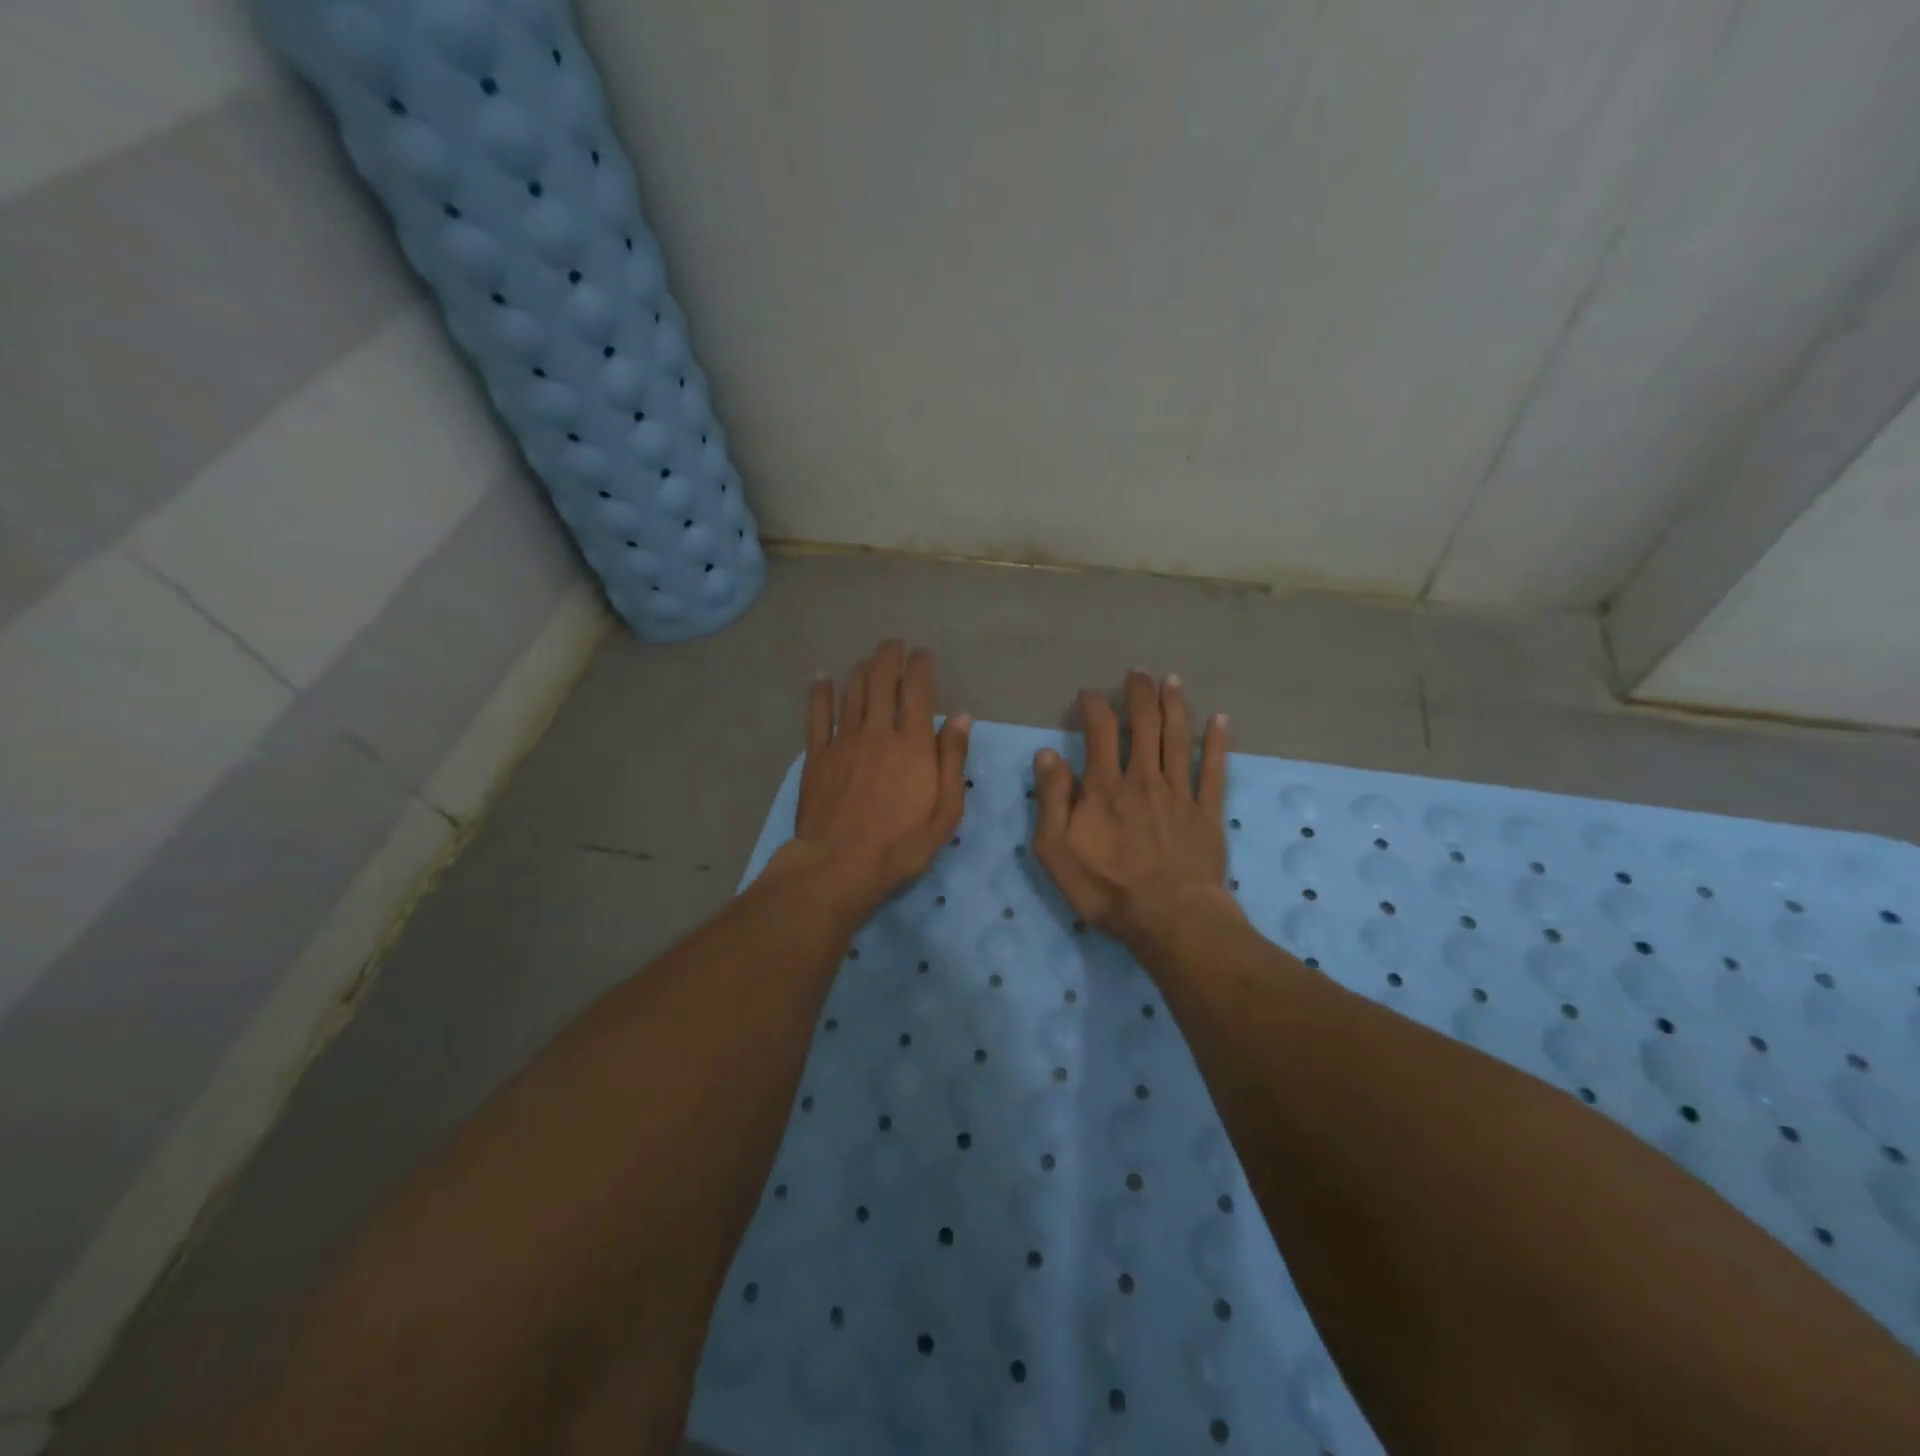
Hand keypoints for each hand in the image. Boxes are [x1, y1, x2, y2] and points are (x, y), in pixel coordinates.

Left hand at [773, 640, 970, 906]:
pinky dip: (819, 693)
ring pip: (852, 692)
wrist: (839, 866)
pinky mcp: (816, 756)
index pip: (919, 691)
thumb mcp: (945, 811)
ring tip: (868, 659)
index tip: (924, 655)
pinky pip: (817, 716)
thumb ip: (953, 760)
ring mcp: (843, 742)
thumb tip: (962, 716)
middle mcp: (878, 732)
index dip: (922, 666)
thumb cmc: (901, 845)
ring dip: (861, 669)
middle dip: (889, 657)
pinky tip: (821, 678)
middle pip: (882, 681)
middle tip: (894, 644)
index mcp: (914, 744)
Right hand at [1032, 670, 1238, 952]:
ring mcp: (1179, 793)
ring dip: (1175, 705)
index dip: (1093, 706)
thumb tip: (1047, 754)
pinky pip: (1213, 770)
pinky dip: (1216, 743)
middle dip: (1139, 694)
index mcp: (1105, 786)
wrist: (1169, 917)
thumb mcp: (1056, 849)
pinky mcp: (1206, 812)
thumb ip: (1051, 799)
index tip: (1088, 694)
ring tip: (1172, 680)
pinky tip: (1220, 720)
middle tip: (1138, 672)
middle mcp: (1144, 778)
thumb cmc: (1106, 887)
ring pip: (1178, 738)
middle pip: (1144, 725)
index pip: (1099, 731)